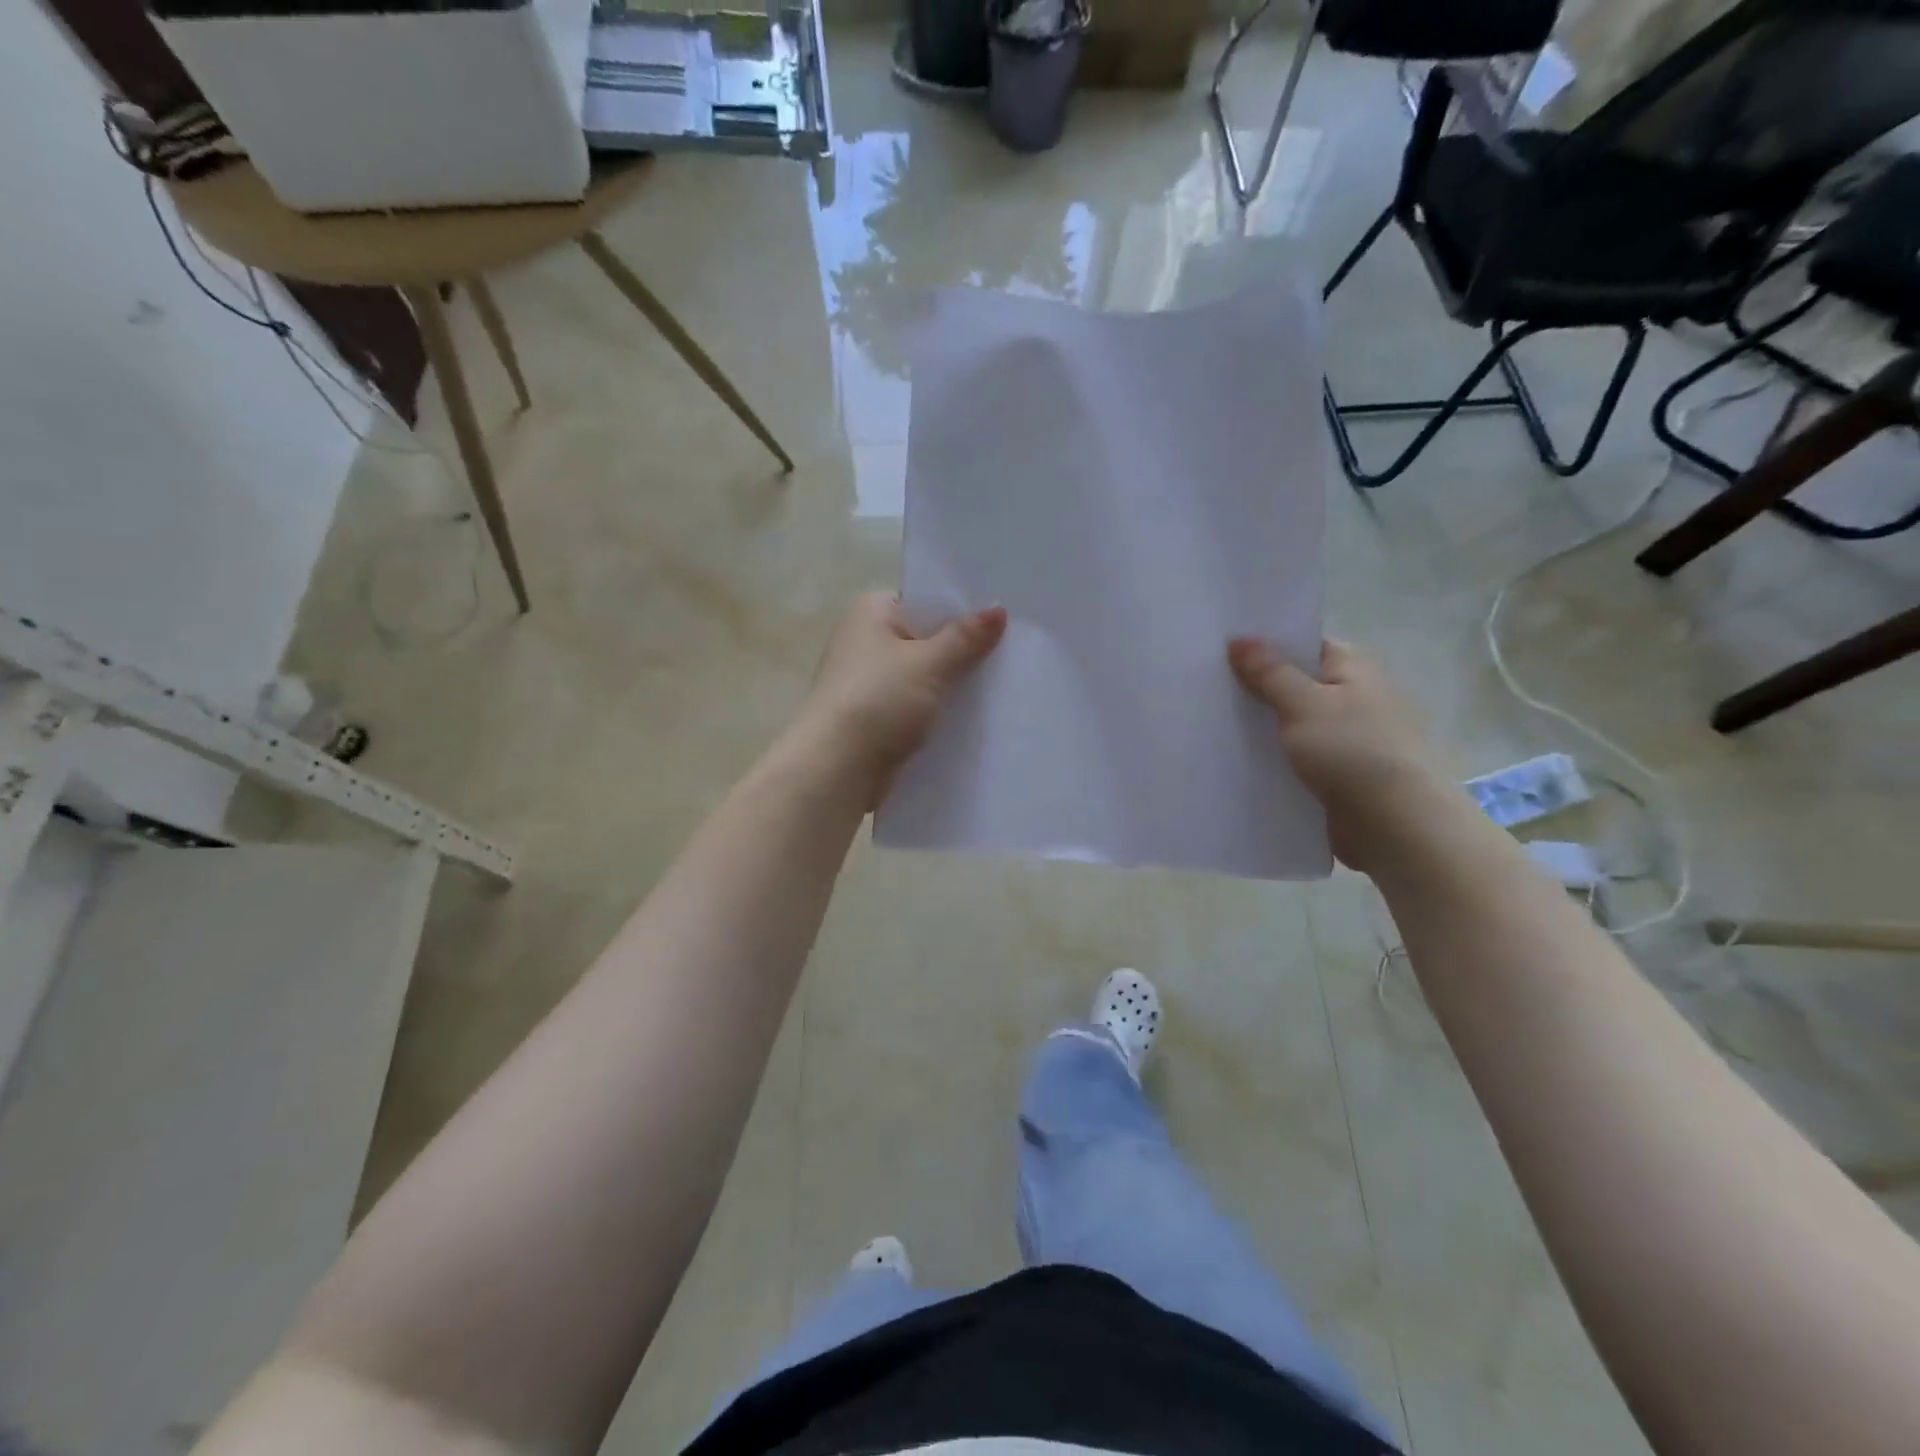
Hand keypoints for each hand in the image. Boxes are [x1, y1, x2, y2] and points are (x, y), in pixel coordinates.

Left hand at [794, 593, 1007, 801]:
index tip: (1003, 619)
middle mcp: (866, 641)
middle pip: (927, 639)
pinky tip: (975, 718)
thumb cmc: (879, 700)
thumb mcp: (929, 663)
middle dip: (963, 650)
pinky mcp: (876, 718)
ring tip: (1004, 686)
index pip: (924, 600)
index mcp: (871, 612)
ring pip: (924, 676)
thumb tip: (998, 609)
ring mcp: (869, 682)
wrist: (837, 769)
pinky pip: (917, 706)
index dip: (962, 608)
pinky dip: (939, 711)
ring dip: (953, 684)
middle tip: (1013, 652)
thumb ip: (965, 637)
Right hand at [1228, 637, 1458, 870]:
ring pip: (1292, 726)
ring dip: (1262, 728)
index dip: (1265, 646)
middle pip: (1295, 685)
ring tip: (1209, 725)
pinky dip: (1272, 760)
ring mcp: (1347, 739)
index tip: (1220, 651)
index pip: (1304, 645)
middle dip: (1256, 690)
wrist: (1397, 826)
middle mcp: (1353, 698)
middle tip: (1204, 688)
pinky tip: (1236, 762)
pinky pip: (1296, 760)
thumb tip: (1239, 639)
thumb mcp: (1304, 703)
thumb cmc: (1354, 751)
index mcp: (1353, 668)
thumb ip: (1269, 673)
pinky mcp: (1338, 776)